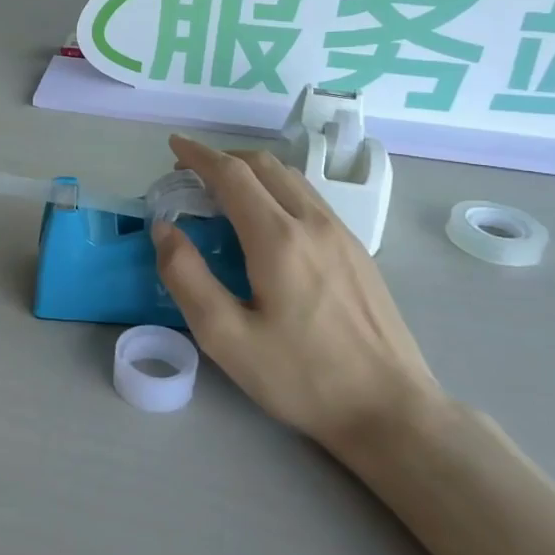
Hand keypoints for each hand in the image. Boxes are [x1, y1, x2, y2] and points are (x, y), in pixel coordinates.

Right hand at [151, 135, 440, 459]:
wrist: (390, 408)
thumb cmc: (301, 377)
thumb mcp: (225, 337)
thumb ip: (186, 277)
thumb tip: (164, 229)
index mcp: (278, 239)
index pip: (232, 175)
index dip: (198, 156)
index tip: (173, 146)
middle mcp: (313, 223)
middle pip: (265, 166)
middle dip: (223, 158)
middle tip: (190, 174)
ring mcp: (342, 235)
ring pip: (292, 179)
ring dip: (252, 172)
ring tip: (223, 191)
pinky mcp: (358, 252)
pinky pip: (310, 200)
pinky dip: (277, 189)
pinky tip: (267, 219)